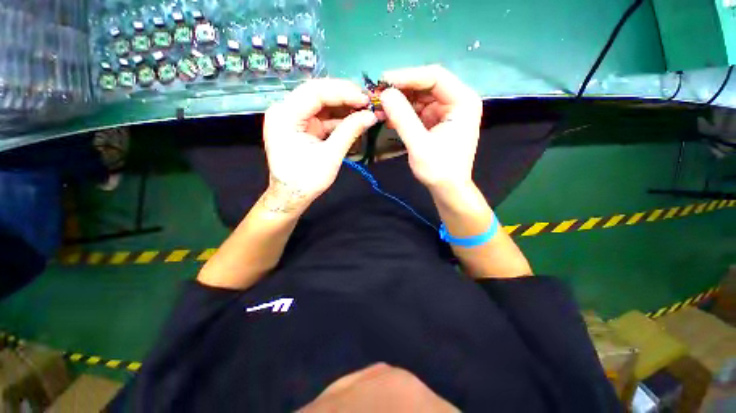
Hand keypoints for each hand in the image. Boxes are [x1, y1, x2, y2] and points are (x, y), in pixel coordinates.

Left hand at [262, 79, 377, 212]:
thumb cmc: (307, 180)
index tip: (365, 98)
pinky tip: (354, 119)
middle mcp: (285, 110)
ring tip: (364, 109)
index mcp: (285, 116)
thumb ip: (349, 132)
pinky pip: (321, 116)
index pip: (315, 92)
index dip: (343, 92)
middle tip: (367, 101)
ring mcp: (293, 118)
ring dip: (343, 106)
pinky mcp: (301, 127)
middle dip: (344, 96)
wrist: (292, 197)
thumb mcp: (330, 156)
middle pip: (317, 93)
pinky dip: (338, 118)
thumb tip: (371, 116)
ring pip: (321, 103)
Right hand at [379, 65, 482, 190]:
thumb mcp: (419, 145)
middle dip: (401, 90)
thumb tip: (385, 93)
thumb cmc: (438, 169)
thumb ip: (403, 118)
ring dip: (399, 102)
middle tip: (377, 95)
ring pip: (419, 98)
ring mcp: (446, 111)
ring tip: (380, 108)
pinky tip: (389, 118)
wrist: (447, 189)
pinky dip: (403, 114)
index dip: (408, 76)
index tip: (383, 81)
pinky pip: (418, 111)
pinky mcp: (436, 121)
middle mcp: (457, 101)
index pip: (434, 76)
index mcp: (462, 101)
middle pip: (426, 85)